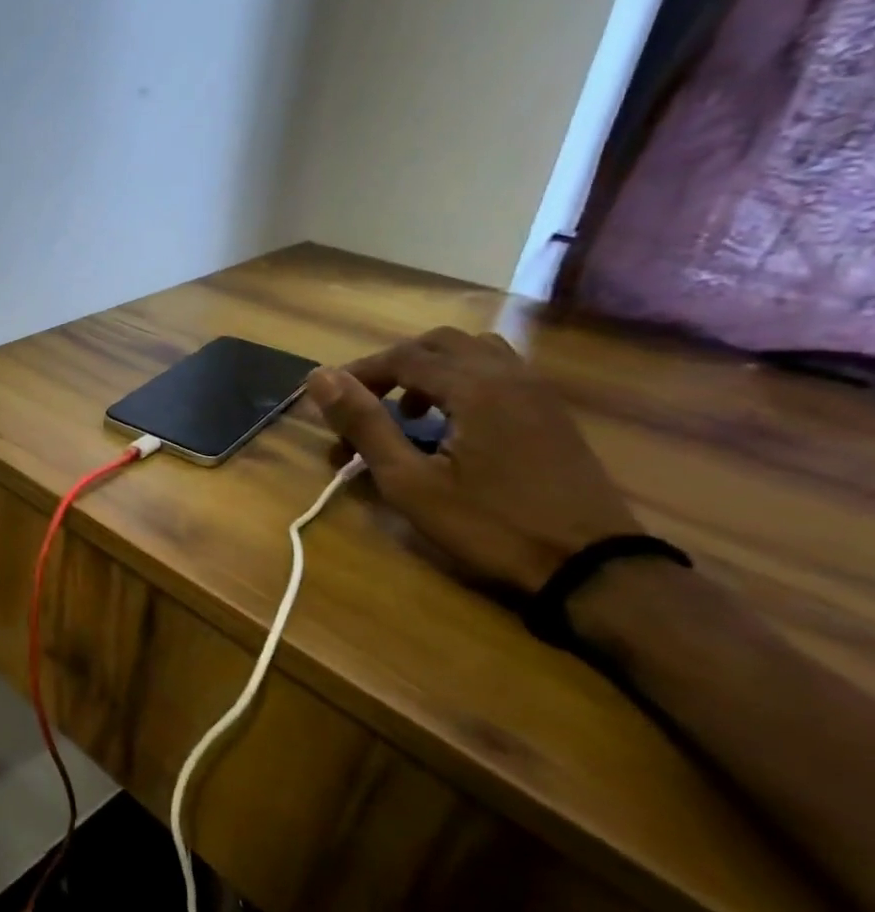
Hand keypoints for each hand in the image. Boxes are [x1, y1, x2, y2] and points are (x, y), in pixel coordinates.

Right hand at [306, 327, 640, 591]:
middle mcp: (509, 375)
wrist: (591, 567)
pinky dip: (462, 381)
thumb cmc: (490, 525)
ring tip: (408, 412)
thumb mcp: (410, 481)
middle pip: (440, 343)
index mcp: (475, 387)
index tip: (329, 403)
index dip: (359, 373)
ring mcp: (538, 393)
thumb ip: (365, 424)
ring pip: (474, 353)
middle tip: (366, 404)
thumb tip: (320, 376)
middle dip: (394, 366)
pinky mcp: (551, 414)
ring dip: (431, 370)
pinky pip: (499, 372)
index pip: (403, 357)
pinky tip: (451, 425)